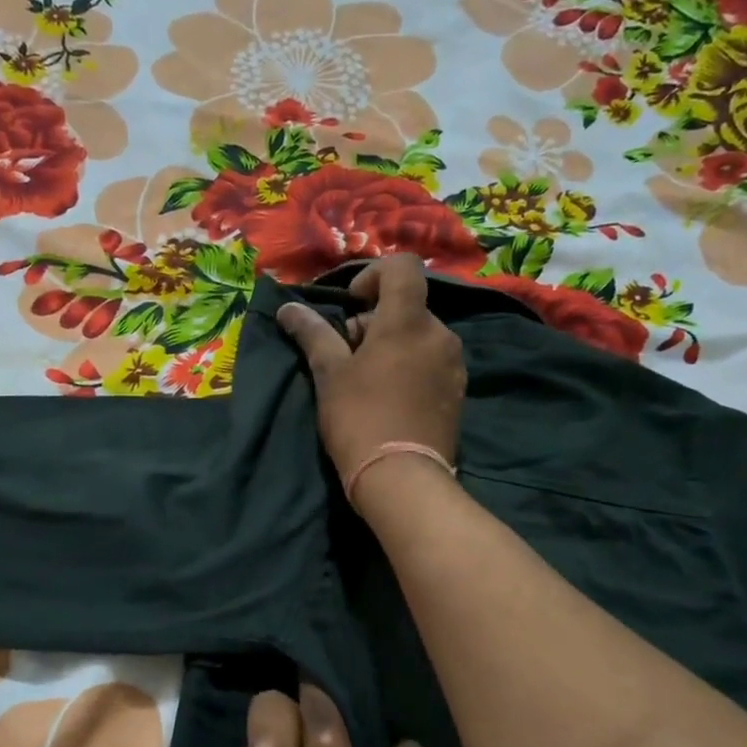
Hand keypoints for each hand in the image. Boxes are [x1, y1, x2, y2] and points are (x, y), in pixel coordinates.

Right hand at [275, 255, 465, 483]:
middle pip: (407, 306)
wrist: (402, 480)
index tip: (351, 305)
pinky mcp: (458, 392)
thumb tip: (288, 308)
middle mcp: (440, 334)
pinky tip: (390, 400)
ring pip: (419, 336)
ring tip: (367, 382)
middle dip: (375, 321)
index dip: (373, 275)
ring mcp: (454, 364)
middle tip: (348, 356)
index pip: (403, 266)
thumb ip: (312, 333)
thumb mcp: (329, 374)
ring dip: (392, 345)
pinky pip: (431, 362)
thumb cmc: (360, 419)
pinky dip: (410, 367)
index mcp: (409, 321)